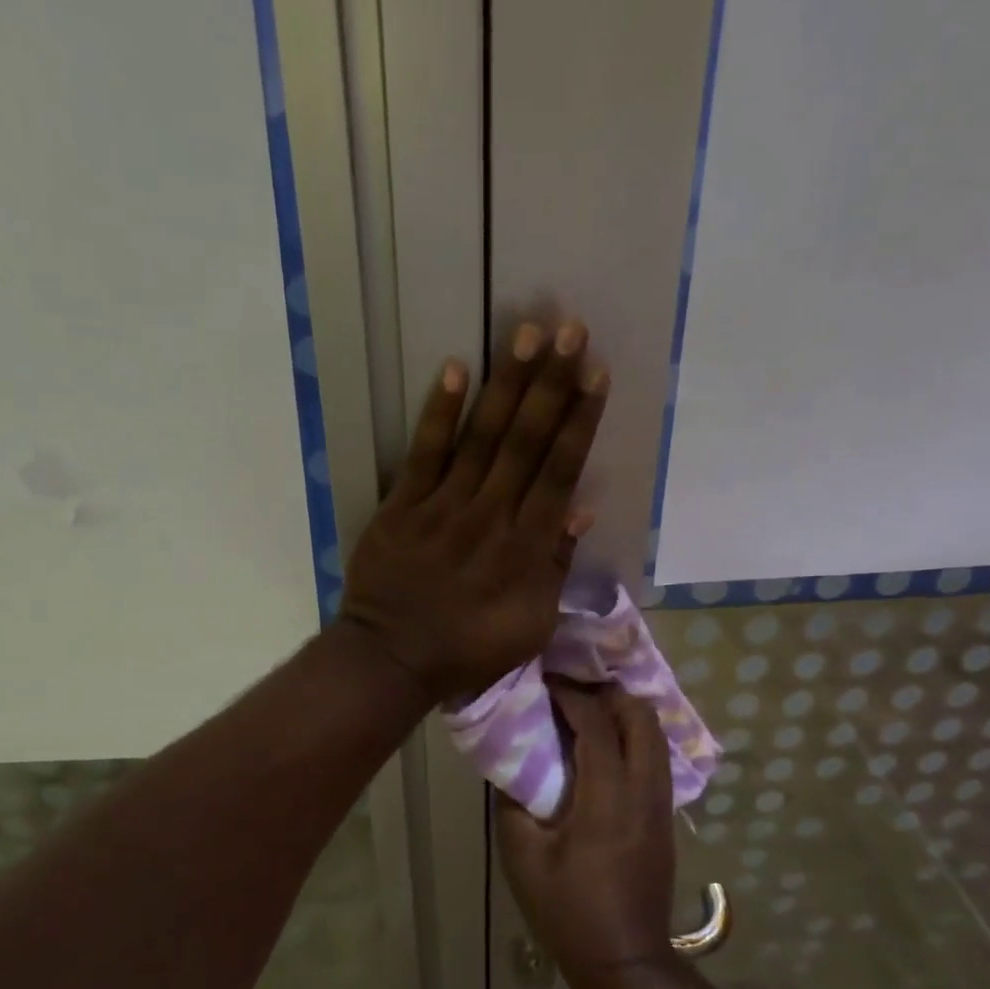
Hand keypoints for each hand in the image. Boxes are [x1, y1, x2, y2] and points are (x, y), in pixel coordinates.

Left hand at [340, 322, 608, 701]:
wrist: (393, 658)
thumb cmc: (468, 648)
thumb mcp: (530, 624)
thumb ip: (555, 566)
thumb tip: (581, 509)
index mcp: (526, 547)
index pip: (560, 472)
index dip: (580, 421)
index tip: (596, 374)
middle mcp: (491, 516)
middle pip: (526, 442)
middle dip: (552, 384)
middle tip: (571, 329)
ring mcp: (444, 507)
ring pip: (482, 437)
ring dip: (507, 385)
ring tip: (528, 333)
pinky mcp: (402, 507)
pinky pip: (424, 454)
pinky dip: (439, 414)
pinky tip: (454, 370)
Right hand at [497, 679, 676, 975]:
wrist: (625, 959)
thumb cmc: (568, 910)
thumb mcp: (523, 856)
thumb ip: (513, 802)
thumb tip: (512, 765)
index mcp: (608, 797)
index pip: (597, 724)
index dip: (572, 695)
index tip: (547, 680)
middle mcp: (644, 791)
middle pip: (642, 718)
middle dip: (609, 693)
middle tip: (573, 688)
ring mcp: (662, 805)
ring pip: (656, 736)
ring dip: (626, 713)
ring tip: (589, 709)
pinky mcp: (665, 819)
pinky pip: (656, 758)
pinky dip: (635, 737)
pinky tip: (606, 746)